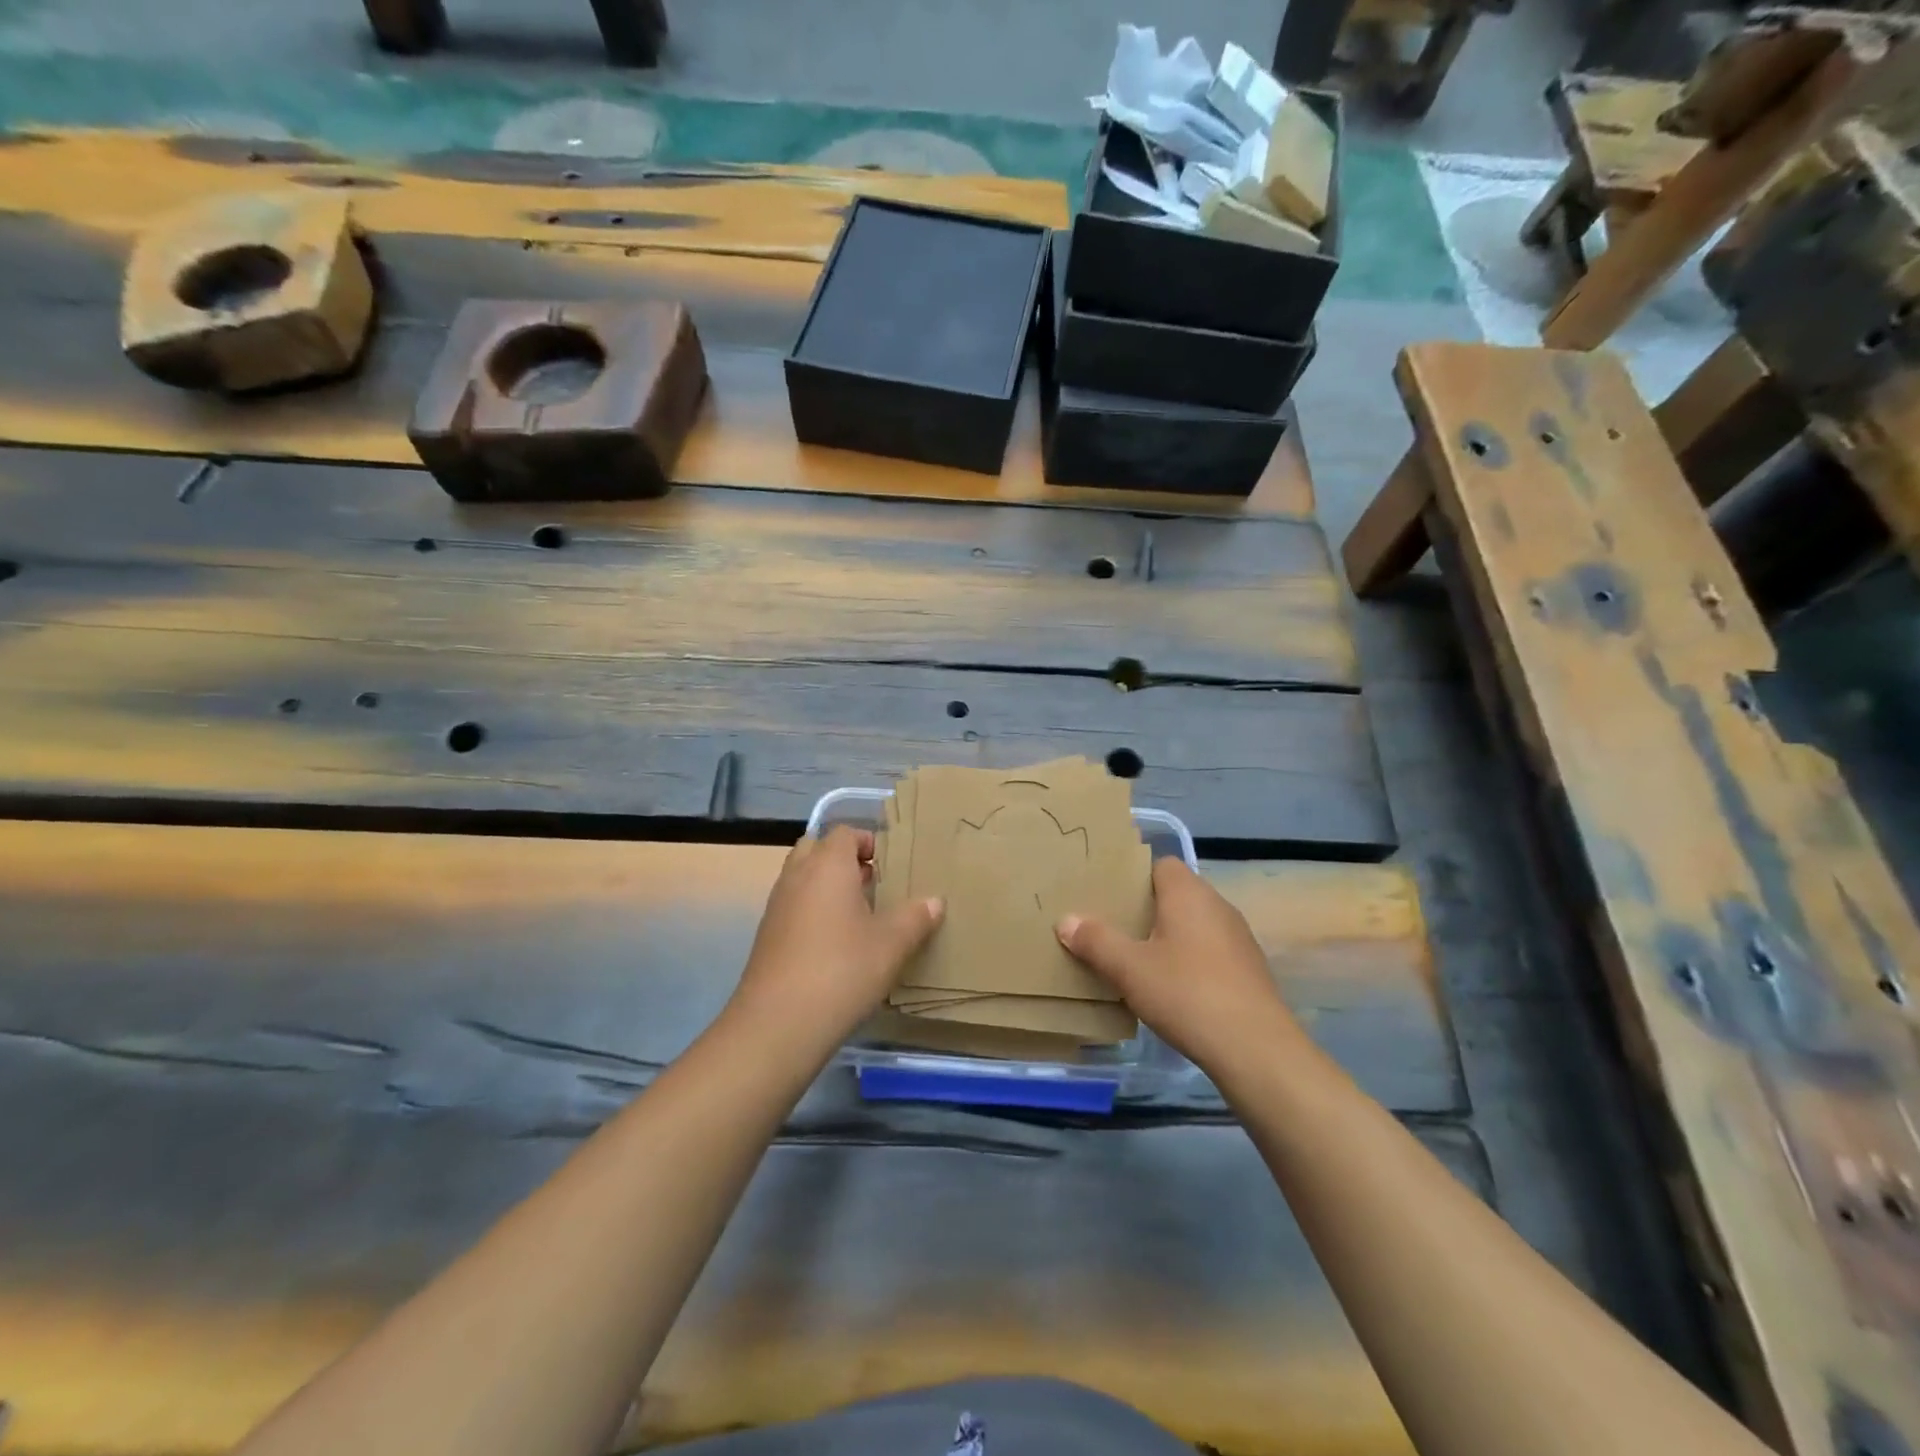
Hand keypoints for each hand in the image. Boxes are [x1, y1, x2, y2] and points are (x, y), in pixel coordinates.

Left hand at [728, 826, 943, 1054]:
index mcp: (827, 865)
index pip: (845, 833)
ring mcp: (777, 905)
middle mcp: (797, 876)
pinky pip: (793, 906)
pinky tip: (836, 944)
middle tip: (873, 884)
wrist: (778, 1024)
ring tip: (860, 915)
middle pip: (817, 849)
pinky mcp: (767, 936)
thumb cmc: (842, 970)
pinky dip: (813, 911)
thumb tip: (934, 901)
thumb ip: (916, 917)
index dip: (868, 842)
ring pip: (803, 878)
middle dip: (844, 860)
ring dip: (827, 886)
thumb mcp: (892, 944)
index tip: (891, 865)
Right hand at [1055, 857, 1303, 1077]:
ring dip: (1168, 937)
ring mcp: (1238, 938)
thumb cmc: (1186, 994)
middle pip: (1176, 894)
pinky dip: (1189, 960)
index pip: (1160, 865)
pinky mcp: (1248, 969)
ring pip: (1193, 924)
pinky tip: (1172, 989)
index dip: (1134, 877)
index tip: (1108, 896)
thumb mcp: (1129, 968)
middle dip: (1146, 909)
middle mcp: (1217, 905)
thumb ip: (1096, 941)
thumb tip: (1066, 920)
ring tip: (1137, 960)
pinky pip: (1209, 951)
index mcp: (1188, 893)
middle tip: (1113, 928)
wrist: (1256, 1049)